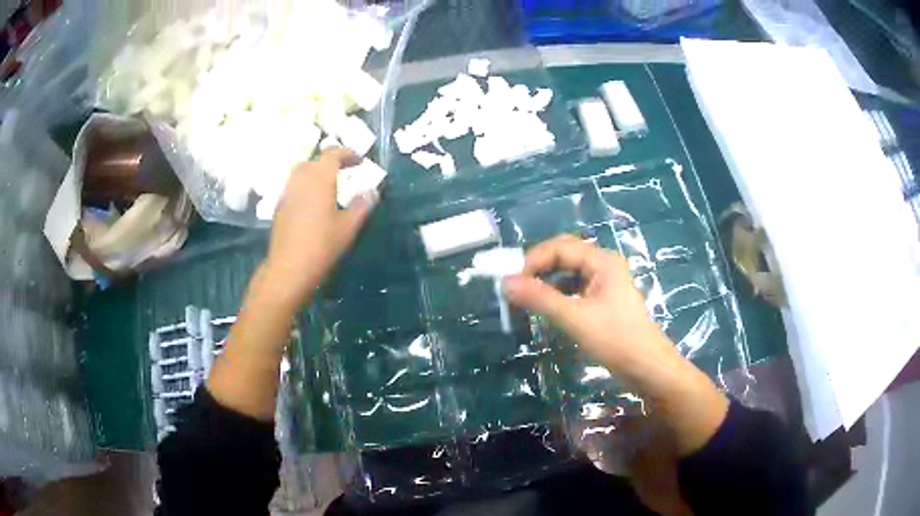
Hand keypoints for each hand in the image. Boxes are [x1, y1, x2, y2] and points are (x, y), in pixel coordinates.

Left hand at [264, 149, 376, 305]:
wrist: (289, 268)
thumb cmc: (322, 246)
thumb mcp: (348, 227)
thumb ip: (361, 205)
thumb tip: (371, 192)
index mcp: (319, 179)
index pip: (332, 154)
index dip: (347, 153)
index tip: (360, 160)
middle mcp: (301, 179)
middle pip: (315, 160)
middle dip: (331, 162)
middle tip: (345, 171)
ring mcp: (287, 192)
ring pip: (301, 172)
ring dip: (316, 172)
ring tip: (329, 185)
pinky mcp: (280, 207)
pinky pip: (294, 186)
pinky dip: (306, 185)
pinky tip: (314, 202)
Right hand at [503, 235, 663, 372]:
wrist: (646, 366)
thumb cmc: (614, 338)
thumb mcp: (574, 318)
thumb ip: (539, 298)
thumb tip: (505, 282)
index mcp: (602, 260)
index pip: (560, 247)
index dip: (534, 260)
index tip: (513, 282)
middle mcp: (604, 264)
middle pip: (565, 255)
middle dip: (539, 268)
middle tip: (518, 287)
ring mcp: (605, 282)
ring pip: (569, 272)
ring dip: (548, 281)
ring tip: (528, 298)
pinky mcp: (604, 300)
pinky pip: (576, 288)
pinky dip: (559, 294)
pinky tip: (548, 308)